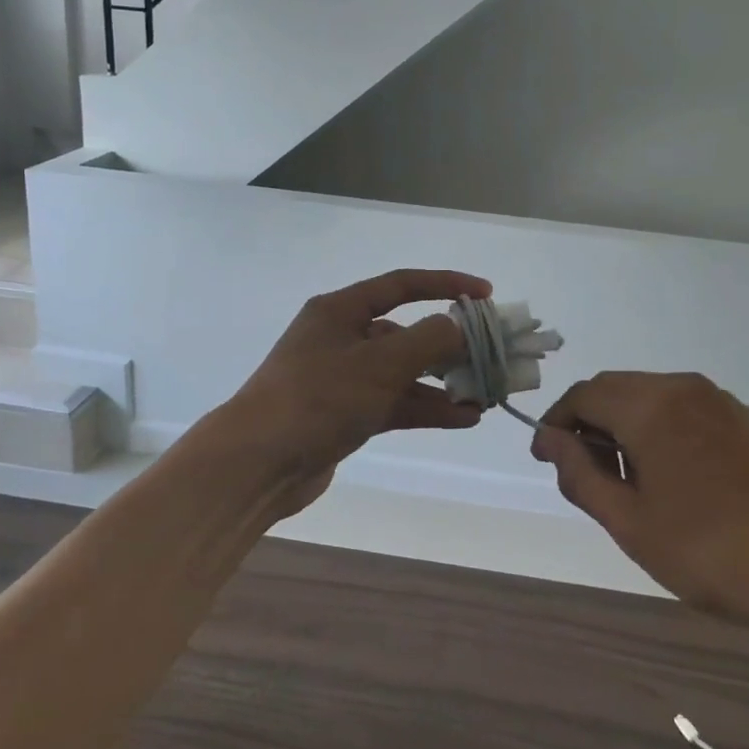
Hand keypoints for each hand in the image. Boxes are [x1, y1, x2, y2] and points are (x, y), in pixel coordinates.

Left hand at [222, 269, 491, 516]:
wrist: (258, 463)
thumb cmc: (318, 397)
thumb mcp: (380, 362)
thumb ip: (429, 339)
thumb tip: (459, 326)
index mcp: (341, 310)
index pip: (401, 285)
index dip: (446, 284)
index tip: (485, 294)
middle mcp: (342, 337)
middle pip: (406, 332)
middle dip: (449, 344)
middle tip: (490, 355)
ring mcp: (343, 378)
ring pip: (403, 372)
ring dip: (442, 382)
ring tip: (485, 394)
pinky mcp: (346, 414)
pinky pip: (394, 403)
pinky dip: (426, 408)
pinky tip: (463, 418)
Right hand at [530, 372, 748, 634]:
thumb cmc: (712, 553)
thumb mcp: (630, 523)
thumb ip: (580, 475)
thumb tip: (551, 441)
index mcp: (650, 405)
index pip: (584, 395)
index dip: (556, 423)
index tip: (546, 459)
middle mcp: (685, 388)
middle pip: (618, 390)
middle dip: (591, 423)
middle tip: (584, 473)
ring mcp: (724, 402)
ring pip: (654, 398)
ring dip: (628, 426)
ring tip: (630, 481)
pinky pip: (690, 412)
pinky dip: (665, 431)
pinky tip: (679, 479)